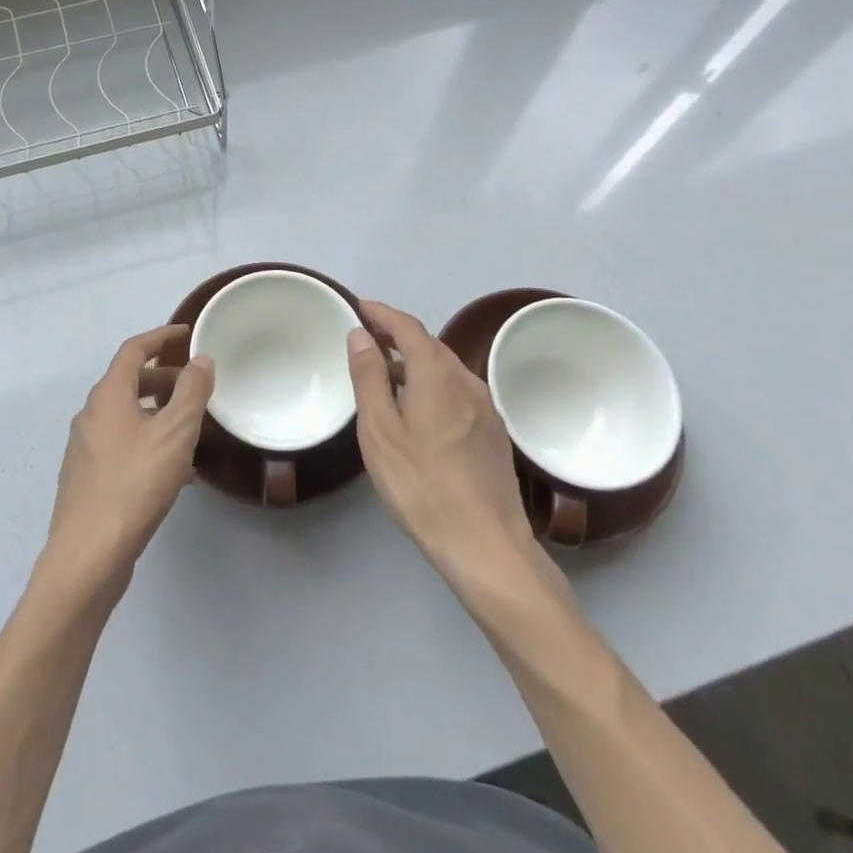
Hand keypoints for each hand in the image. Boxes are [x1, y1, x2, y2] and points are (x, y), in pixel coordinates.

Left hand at [45, 325, 213, 596]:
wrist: (88, 554)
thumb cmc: (134, 484)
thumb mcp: (174, 433)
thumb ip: (191, 392)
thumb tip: (200, 359)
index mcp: (108, 395)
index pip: (134, 350)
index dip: (161, 337)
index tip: (186, 334)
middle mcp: (91, 415)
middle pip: (128, 382)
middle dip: (163, 378)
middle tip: (195, 385)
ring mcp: (85, 448)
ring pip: (126, 416)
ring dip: (157, 412)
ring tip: (190, 427)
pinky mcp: (88, 479)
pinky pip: (122, 445)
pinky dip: (148, 441)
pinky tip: (172, 468)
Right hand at [349, 300, 552, 591]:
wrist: (487, 546)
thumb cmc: (422, 485)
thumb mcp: (380, 431)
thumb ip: (369, 378)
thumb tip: (361, 334)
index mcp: (437, 374)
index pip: (408, 327)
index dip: (382, 313)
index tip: (359, 307)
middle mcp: (466, 380)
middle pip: (429, 344)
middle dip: (397, 334)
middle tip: (366, 337)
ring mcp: (485, 407)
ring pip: (445, 368)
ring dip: (414, 360)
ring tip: (385, 372)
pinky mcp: (493, 432)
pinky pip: (457, 390)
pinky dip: (431, 382)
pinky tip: (417, 406)